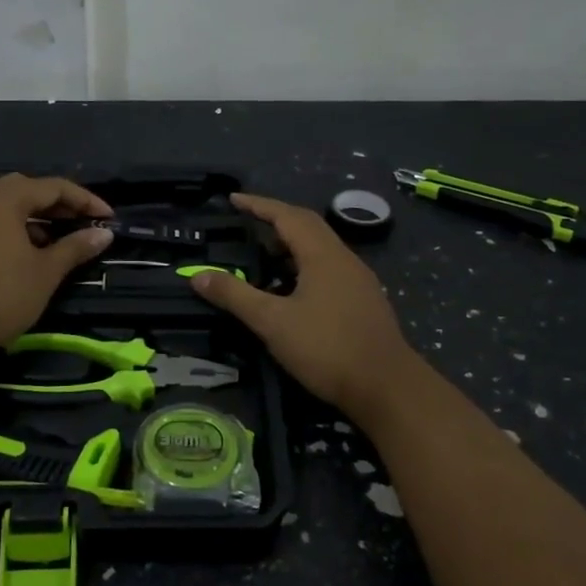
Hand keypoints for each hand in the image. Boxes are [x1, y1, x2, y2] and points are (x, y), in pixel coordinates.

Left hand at [0, 174, 112, 359]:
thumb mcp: (45, 273)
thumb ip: (75, 247)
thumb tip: (103, 233)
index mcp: (3, 199)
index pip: (53, 187)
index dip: (85, 200)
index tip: (108, 217)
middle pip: (23, 191)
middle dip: (55, 205)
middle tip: (78, 224)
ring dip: (28, 220)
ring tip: (49, 244)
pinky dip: (4, 232)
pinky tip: (14, 258)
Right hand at [188, 193, 423, 426]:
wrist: (387, 387)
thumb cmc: (327, 348)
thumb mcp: (272, 323)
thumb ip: (235, 296)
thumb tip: (197, 276)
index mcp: (323, 255)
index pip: (287, 216)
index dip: (259, 205)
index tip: (234, 199)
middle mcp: (344, 259)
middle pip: (307, 226)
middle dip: (276, 220)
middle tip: (247, 222)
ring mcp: (358, 280)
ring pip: (320, 249)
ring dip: (291, 244)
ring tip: (264, 255)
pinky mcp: (364, 301)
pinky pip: (329, 268)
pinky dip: (304, 265)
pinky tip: (292, 288)